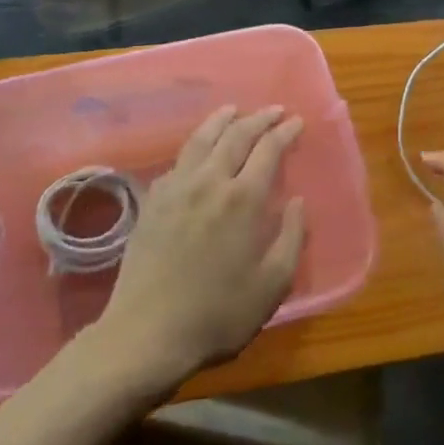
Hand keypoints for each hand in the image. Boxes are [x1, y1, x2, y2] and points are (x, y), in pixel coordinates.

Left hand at [98, 106, 306, 390]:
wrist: (146, 334)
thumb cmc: (217, 314)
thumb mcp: (272, 285)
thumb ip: (291, 237)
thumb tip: (296, 202)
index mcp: (243, 199)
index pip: (268, 149)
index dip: (284, 131)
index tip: (296, 121)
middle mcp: (210, 182)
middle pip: (236, 135)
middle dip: (259, 118)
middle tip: (274, 110)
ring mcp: (177, 188)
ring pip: (202, 139)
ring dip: (222, 120)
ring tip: (233, 110)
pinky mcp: (153, 201)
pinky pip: (178, 161)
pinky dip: (195, 146)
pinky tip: (198, 151)